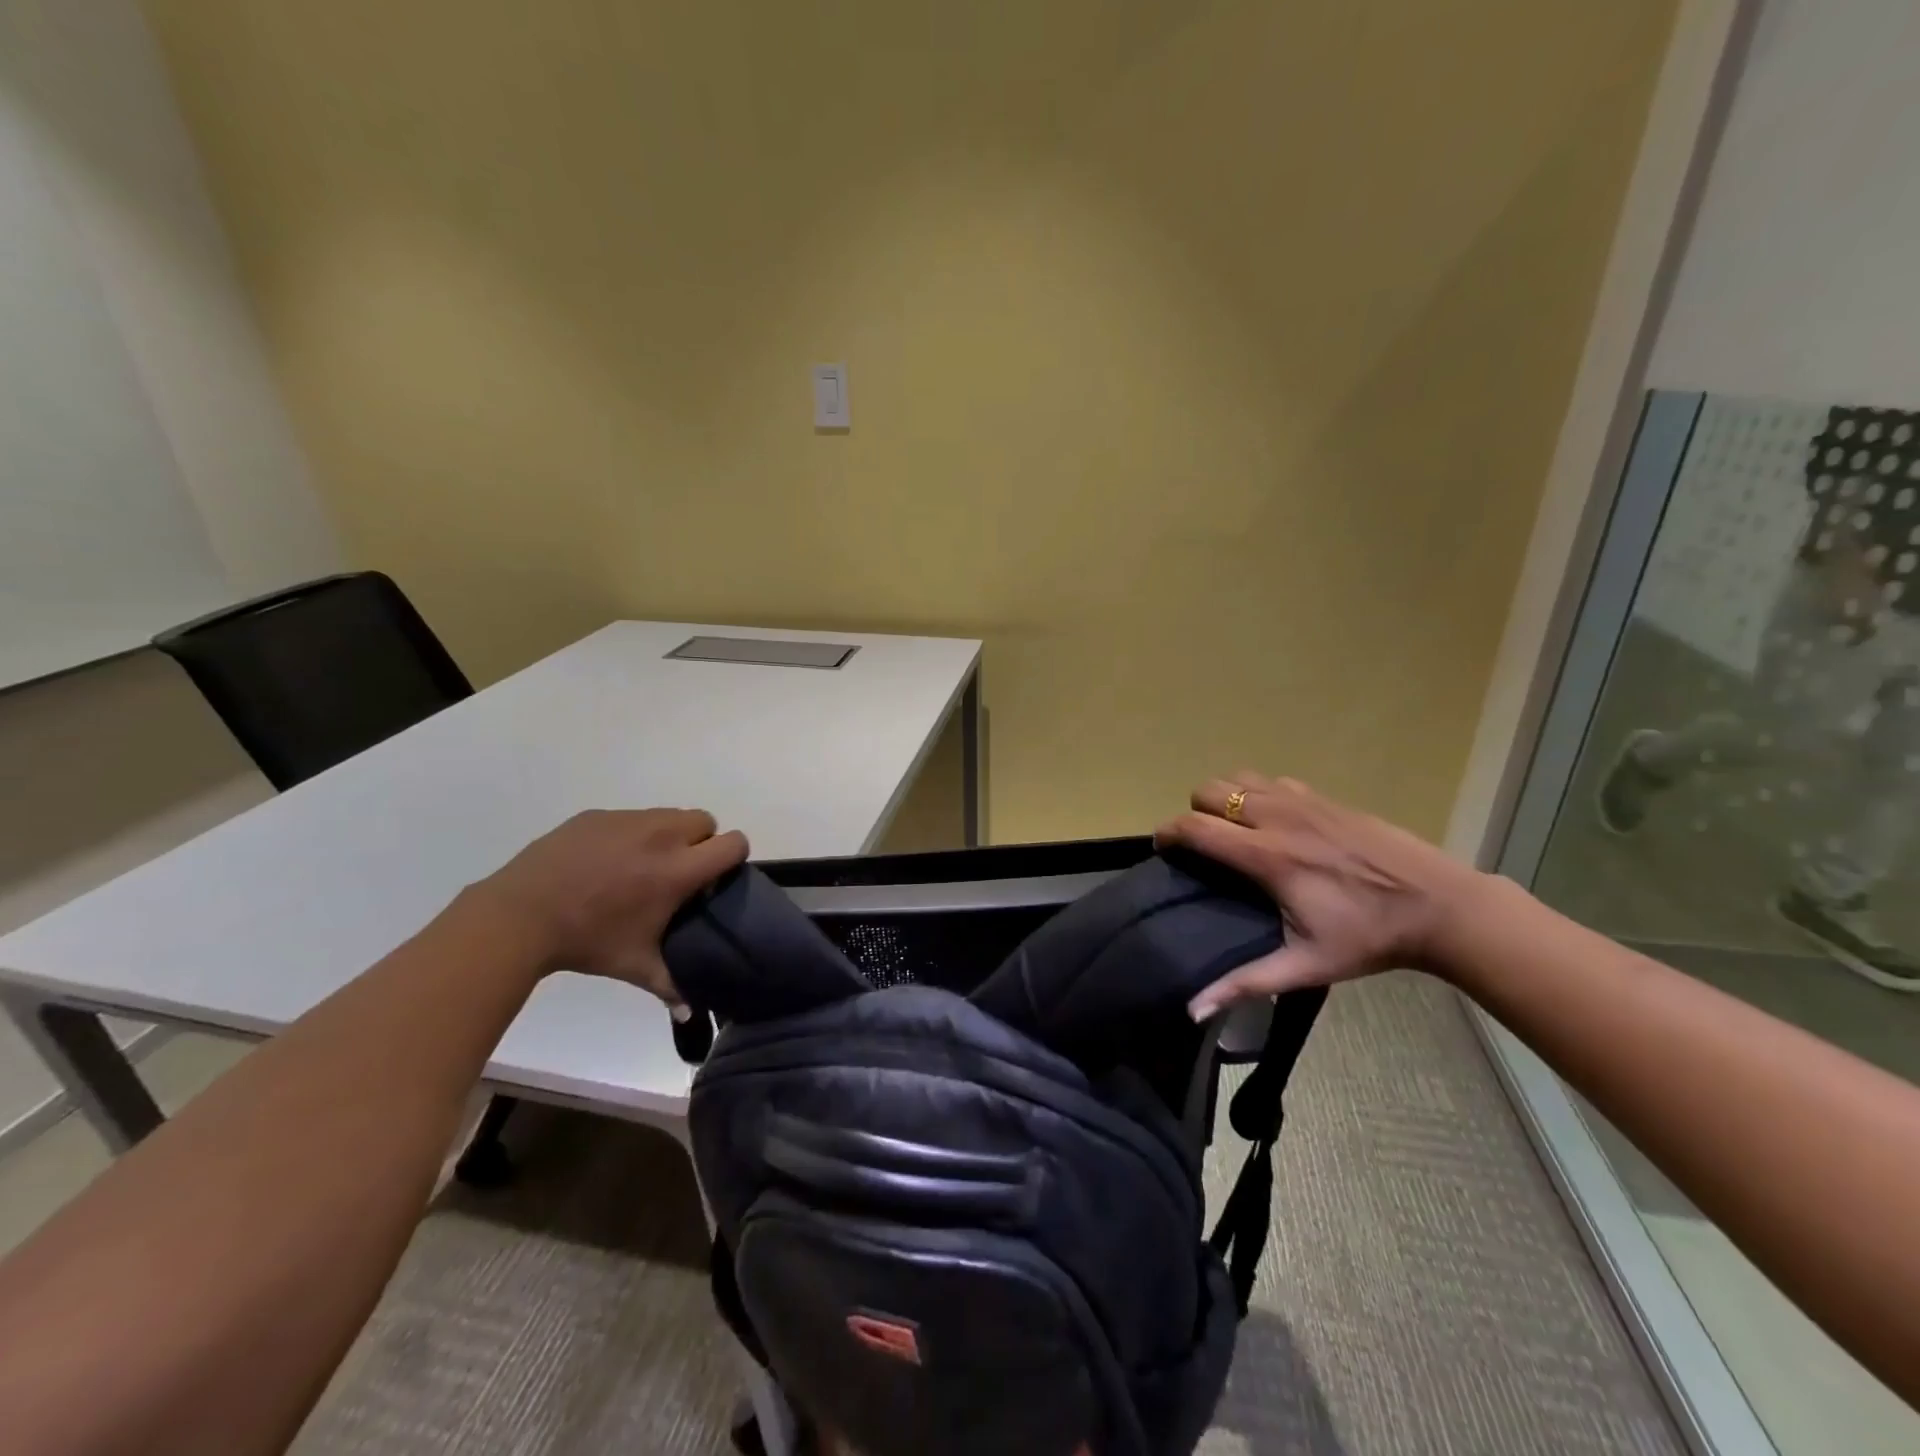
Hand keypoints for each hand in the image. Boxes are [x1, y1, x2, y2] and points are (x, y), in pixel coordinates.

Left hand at [469, 808, 747, 1001]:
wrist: (519, 915)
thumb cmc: (588, 941)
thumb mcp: (635, 965)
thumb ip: (671, 985)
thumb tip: (690, 1011)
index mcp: (678, 869)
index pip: (733, 843)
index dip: (732, 858)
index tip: (714, 879)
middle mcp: (662, 834)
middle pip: (705, 821)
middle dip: (700, 842)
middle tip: (678, 872)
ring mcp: (628, 820)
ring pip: (668, 815)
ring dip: (667, 835)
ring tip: (640, 866)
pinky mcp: (598, 815)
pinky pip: (630, 817)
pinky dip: (629, 834)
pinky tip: (604, 863)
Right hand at [1156, 774, 1484, 1017]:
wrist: (1441, 906)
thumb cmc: (1369, 938)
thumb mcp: (1306, 966)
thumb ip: (1245, 983)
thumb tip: (1193, 1010)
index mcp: (1267, 856)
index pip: (1196, 827)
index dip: (1167, 833)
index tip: (1162, 849)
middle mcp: (1278, 817)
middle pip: (1209, 790)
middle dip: (1195, 813)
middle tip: (1204, 845)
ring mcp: (1303, 801)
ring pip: (1238, 777)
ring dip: (1225, 798)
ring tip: (1234, 830)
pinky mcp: (1326, 796)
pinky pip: (1272, 781)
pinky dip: (1259, 794)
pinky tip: (1276, 824)